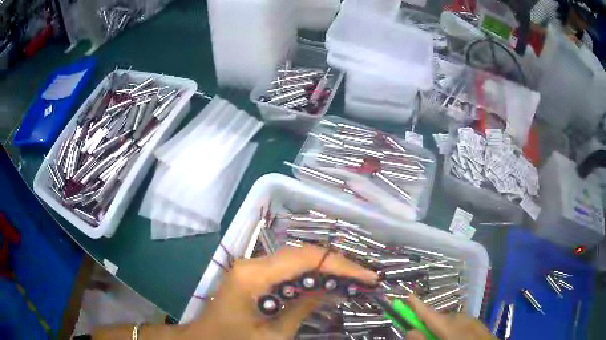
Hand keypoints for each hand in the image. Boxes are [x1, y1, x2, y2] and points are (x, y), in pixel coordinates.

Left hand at [186, 244, 377, 339]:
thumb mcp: (274, 334)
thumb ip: (303, 308)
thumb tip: (330, 289)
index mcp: (254, 275)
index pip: (306, 259)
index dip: (341, 265)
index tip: (368, 277)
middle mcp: (252, 262)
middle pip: (302, 254)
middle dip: (336, 264)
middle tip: (364, 277)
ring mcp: (250, 265)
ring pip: (296, 258)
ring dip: (324, 267)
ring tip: (351, 278)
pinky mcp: (251, 273)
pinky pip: (285, 268)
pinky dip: (308, 274)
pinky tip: (324, 283)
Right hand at [405, 295, 494, 339]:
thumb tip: (410, 331)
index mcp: (450, 326)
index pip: (429, 313)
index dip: (416, 305)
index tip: (406, 296)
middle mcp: (462, 319)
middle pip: (440, 318)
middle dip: (430, 323)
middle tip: (425, 333)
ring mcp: (473, 320)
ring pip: (452, 321)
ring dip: (443, 328)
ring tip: (441, 337)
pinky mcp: (480, 324)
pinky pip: (463, 323)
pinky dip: (455, 329)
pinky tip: (457, 337)